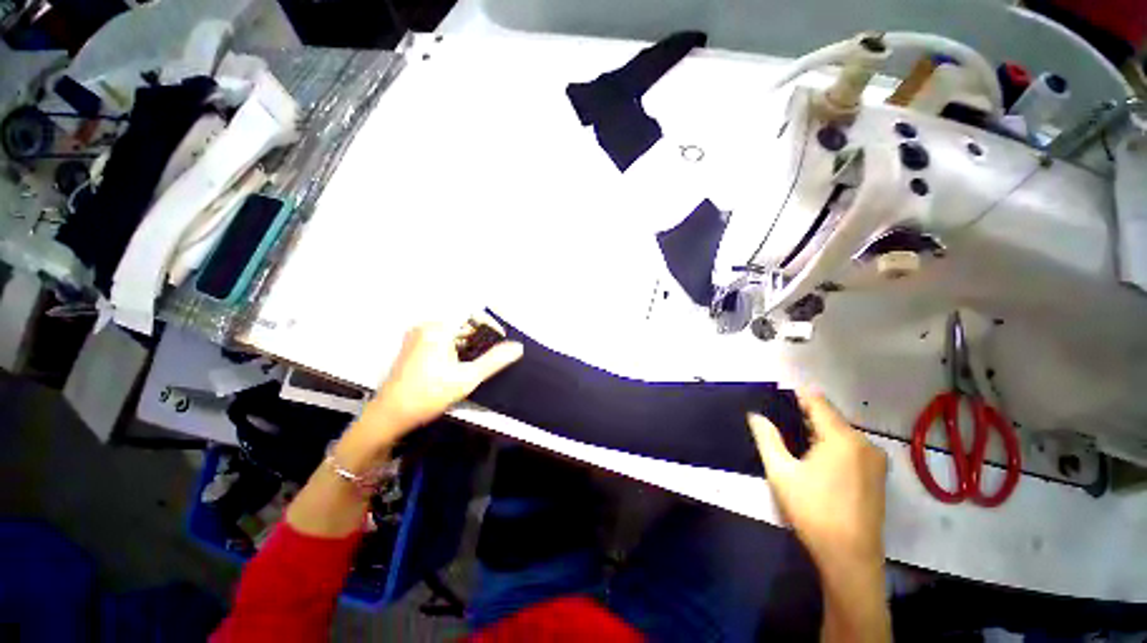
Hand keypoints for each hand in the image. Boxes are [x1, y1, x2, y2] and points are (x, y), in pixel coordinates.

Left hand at [358, 319, 523, 444]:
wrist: (390, 416)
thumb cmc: (427, 395)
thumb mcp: (467, 378)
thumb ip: (495, 360)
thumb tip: (517, 347)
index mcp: (438, 328)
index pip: (472, 314)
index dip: (491, 323)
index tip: (502, 338)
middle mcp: (426, 326)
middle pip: (462, 323)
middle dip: (480, 337)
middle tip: (490, 356)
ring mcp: (418, 336)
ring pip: (453, 332)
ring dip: (469, 344)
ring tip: (474, 364)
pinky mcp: (415, 346)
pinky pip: (443, 339)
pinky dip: (456, 348)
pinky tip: (459, 366)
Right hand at [748, 390, 887, 567]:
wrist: (850, 558)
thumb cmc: (812, 510)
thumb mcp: (780, 472)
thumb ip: (766, 438)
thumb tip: (754, 415)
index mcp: (842, 439)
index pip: (818, 402)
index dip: (797, 395)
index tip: (776, 396)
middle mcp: (865, 444)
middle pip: (831, 418)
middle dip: (805, 416)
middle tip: (779, 422)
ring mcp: (875, 461)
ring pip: (842, 434)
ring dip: (818, 432)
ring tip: (793, 441)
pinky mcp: (878, 477)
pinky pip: (851, 449)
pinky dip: (832, 446)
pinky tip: (815, 460)